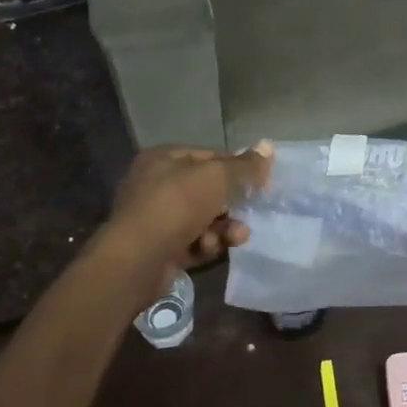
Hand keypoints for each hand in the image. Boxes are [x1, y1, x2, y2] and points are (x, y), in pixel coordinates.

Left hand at [107, 143, 271, 280]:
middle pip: (207, 190)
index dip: (238, 167)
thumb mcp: (217, 177)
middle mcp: (157, 184)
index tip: (261, 182)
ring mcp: (156, 218)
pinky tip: (210, 248)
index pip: (210, 156)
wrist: (137, 260)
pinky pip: (192, 241)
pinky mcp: (159, 248)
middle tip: (252, 212)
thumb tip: (268, 146)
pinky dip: (205, 245)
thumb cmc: (177, 205)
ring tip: (236, 236)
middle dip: (232, 204)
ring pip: (203, 218)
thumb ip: (244, 165)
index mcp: (164, 159)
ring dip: (223, 228)